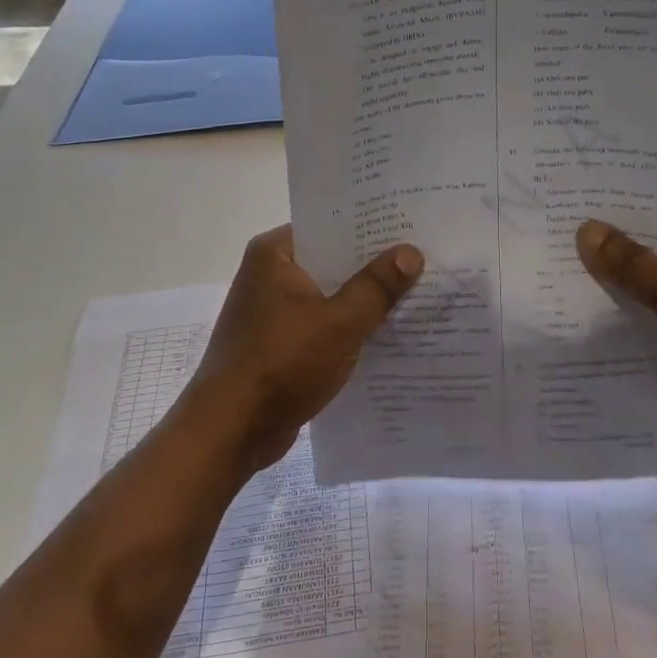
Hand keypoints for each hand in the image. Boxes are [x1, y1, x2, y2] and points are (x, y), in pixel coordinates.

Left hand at [181, 225, 423, 471]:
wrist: (231, 430)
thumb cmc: (282, 363)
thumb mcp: (340, 322)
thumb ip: (377, 285)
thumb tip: (411, 251)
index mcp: (275, 254)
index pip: (332, 226)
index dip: (373, 229)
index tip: (413, 229)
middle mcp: (269, 275)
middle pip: (333, 262)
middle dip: (375, 268)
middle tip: (425, 262)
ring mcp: (271, 312)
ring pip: (329, 297)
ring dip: (364, 302)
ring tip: (417, 296)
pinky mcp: (278, 344)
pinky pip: (322, 326)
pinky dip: (348, 330)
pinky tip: (387, 336)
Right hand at [577, 215, 656, 448]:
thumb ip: (631, 264)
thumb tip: (586, 229)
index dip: (621, 213)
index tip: (576, 210)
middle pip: (652, 252)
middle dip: (611, 254)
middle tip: (556, 246)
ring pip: (649, 289)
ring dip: (616, 291)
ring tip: (558, 281)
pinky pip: (652, 320)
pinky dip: (627, 321)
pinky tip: (585, 322)